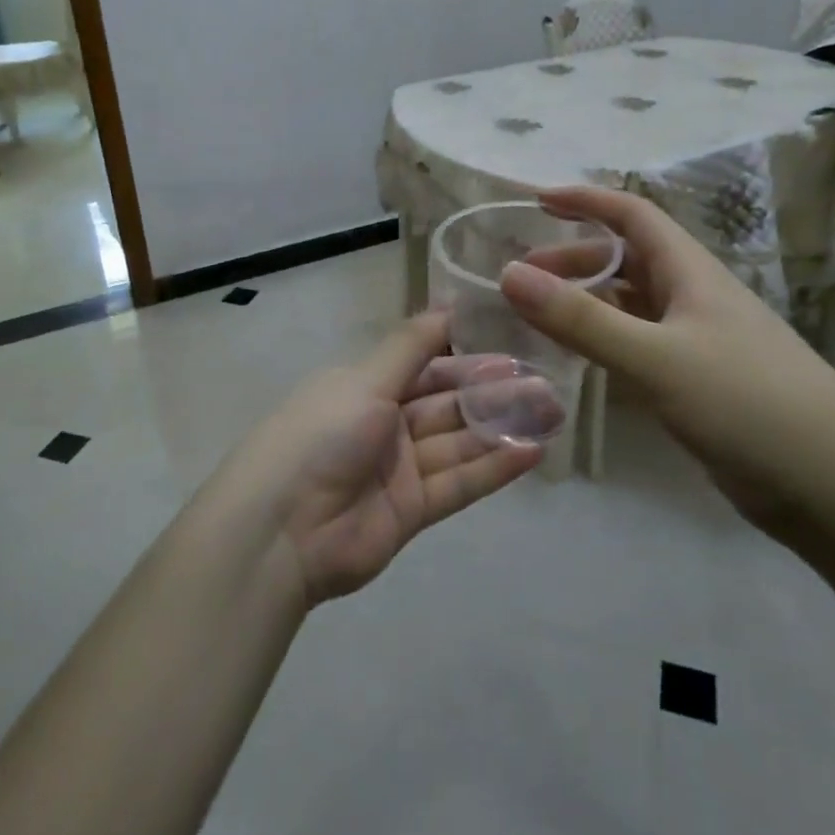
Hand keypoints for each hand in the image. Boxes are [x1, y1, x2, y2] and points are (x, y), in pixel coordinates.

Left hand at [226, 312, 546, 605]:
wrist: (280, 530)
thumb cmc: (321, 435)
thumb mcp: (365, 379)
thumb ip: (411, 345)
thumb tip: (447, 303)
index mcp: (365, 386)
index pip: (426, 366)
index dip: (467, 358)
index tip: (513, 350)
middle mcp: (384, 423)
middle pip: (448, 403)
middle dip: (494, 392)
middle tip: (546, 383)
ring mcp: (398, 469)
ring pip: (459, 441)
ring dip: (503, 427)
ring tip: (553, 413)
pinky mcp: (411, 511)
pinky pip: (459, 483)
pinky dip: (494, 468)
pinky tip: (532, 452)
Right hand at [500, 187, 834, 528]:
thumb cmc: (747, 403)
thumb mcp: (656, 357)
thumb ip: (582, 319)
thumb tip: (509, 274)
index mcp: (690, 272)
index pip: (633, 215)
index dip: (587, 201)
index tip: (537, 201)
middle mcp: (693, 298)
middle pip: (626, 260)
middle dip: (572, 260)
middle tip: (520, 278)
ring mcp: (697, 342)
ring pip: (630, 306)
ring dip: (585, 303)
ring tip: (537, 318)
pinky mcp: (697, 383)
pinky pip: (638, 347)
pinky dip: (604, 344)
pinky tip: (578, 362)